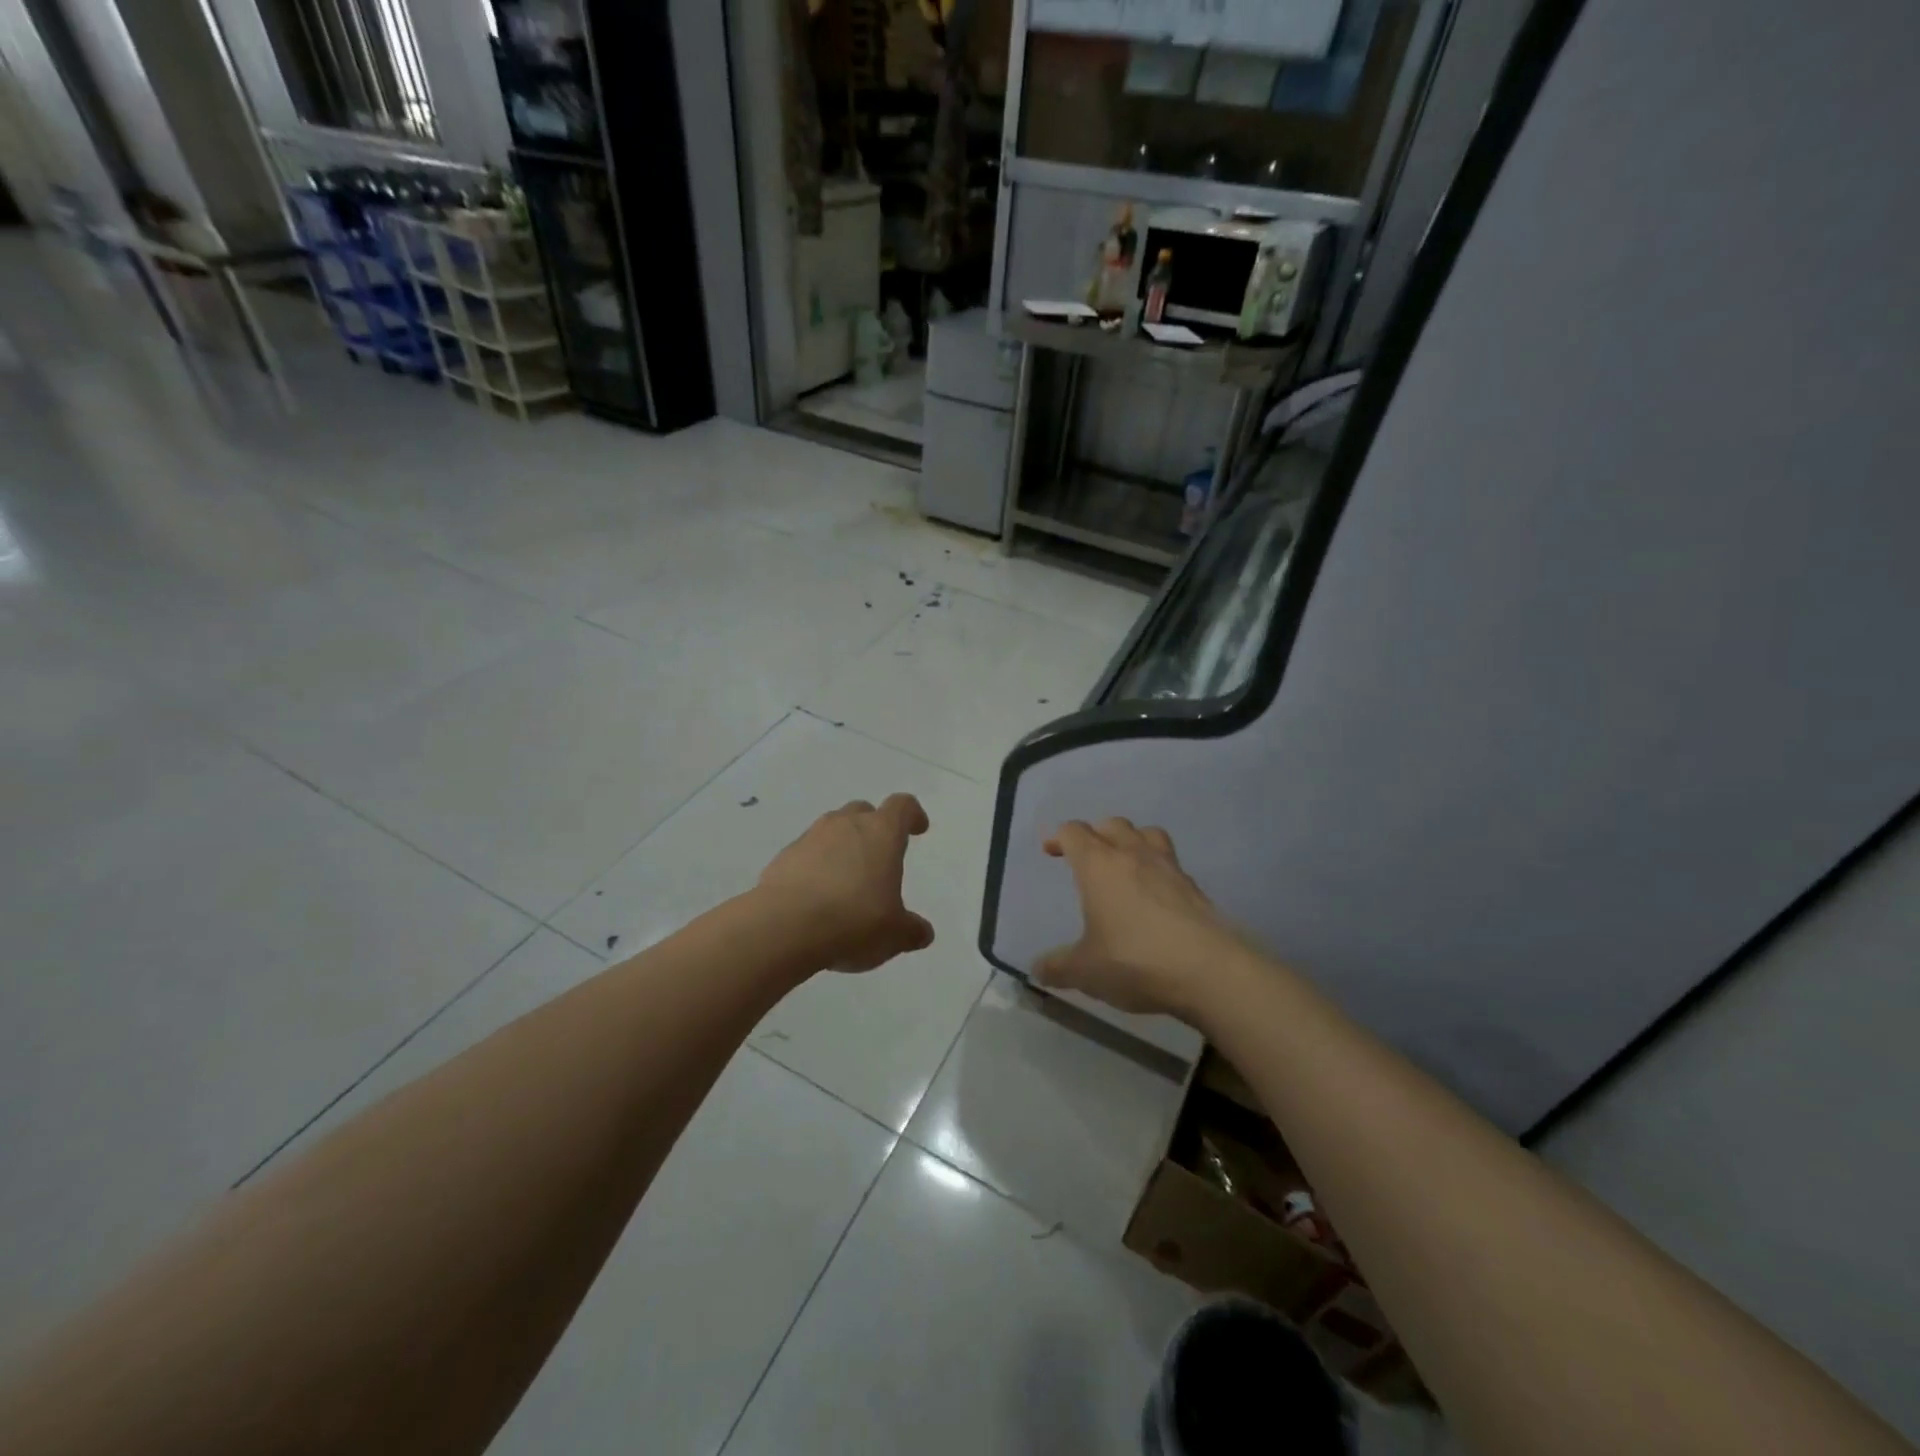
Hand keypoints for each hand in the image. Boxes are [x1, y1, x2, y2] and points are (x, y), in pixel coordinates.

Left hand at [756, 794, 935, 970]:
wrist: (784, 927)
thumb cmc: (854, 921)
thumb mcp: (894, 934)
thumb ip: (911, 930)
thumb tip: (922, 932)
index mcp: (881, 833)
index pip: (902, 806)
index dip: (912, 815)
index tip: (917, 829)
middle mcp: (845, 825)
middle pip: (863, 811)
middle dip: (873, 828)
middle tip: (879, 856)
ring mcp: (810, 838)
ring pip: (832, 830)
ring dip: (842, 847)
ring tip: (846, 881)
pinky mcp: (783, 857)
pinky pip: (807, 854)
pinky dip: (815, 867)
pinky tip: (816, 897)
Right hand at [1035, 818, 1244, 1022]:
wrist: (1209, 970)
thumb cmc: (1135, 961)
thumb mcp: (1086, 971)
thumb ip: (1058, 967)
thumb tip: (1038, 969)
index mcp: (1099, 865)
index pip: (1073, 832)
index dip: (1058, 837)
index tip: (1050, 850)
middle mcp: (1132, 855)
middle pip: (1111, 824)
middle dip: (1094, 835)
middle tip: (1086, 858)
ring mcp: (1168, 867)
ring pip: (1147, 833)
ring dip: (1131, 841)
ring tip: (1124, 865)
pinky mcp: (1194, 886)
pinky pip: (1170, 862)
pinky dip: (1157, 869)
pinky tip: (1155, 896)